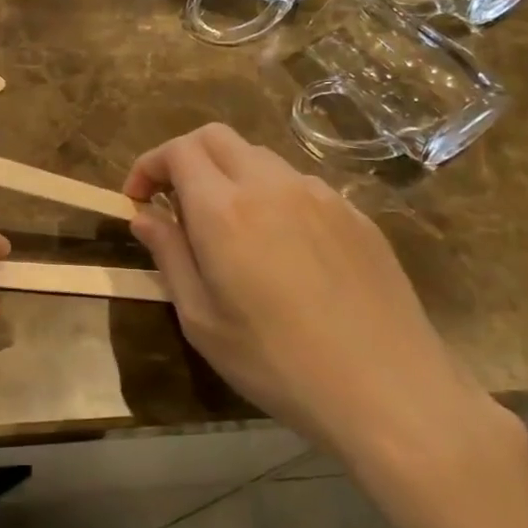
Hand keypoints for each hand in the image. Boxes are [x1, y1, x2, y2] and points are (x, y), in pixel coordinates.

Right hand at [124, 125, 502, 468]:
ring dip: (228, 174)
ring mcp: (320, 194)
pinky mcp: (354, 213)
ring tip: (226, 226)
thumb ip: (169, 255)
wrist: (389, 391)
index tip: (138, 199)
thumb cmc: (277, 362)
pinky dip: (270, 194)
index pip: (178, 151)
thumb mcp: (201, 318)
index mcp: (225, 209)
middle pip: (216, 137)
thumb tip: (144, 217)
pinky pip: (299, 184)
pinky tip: (279, 244)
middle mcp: (271, 185)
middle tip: (174, 202)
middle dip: (184, 157)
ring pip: (259, 157)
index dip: (149, 165)